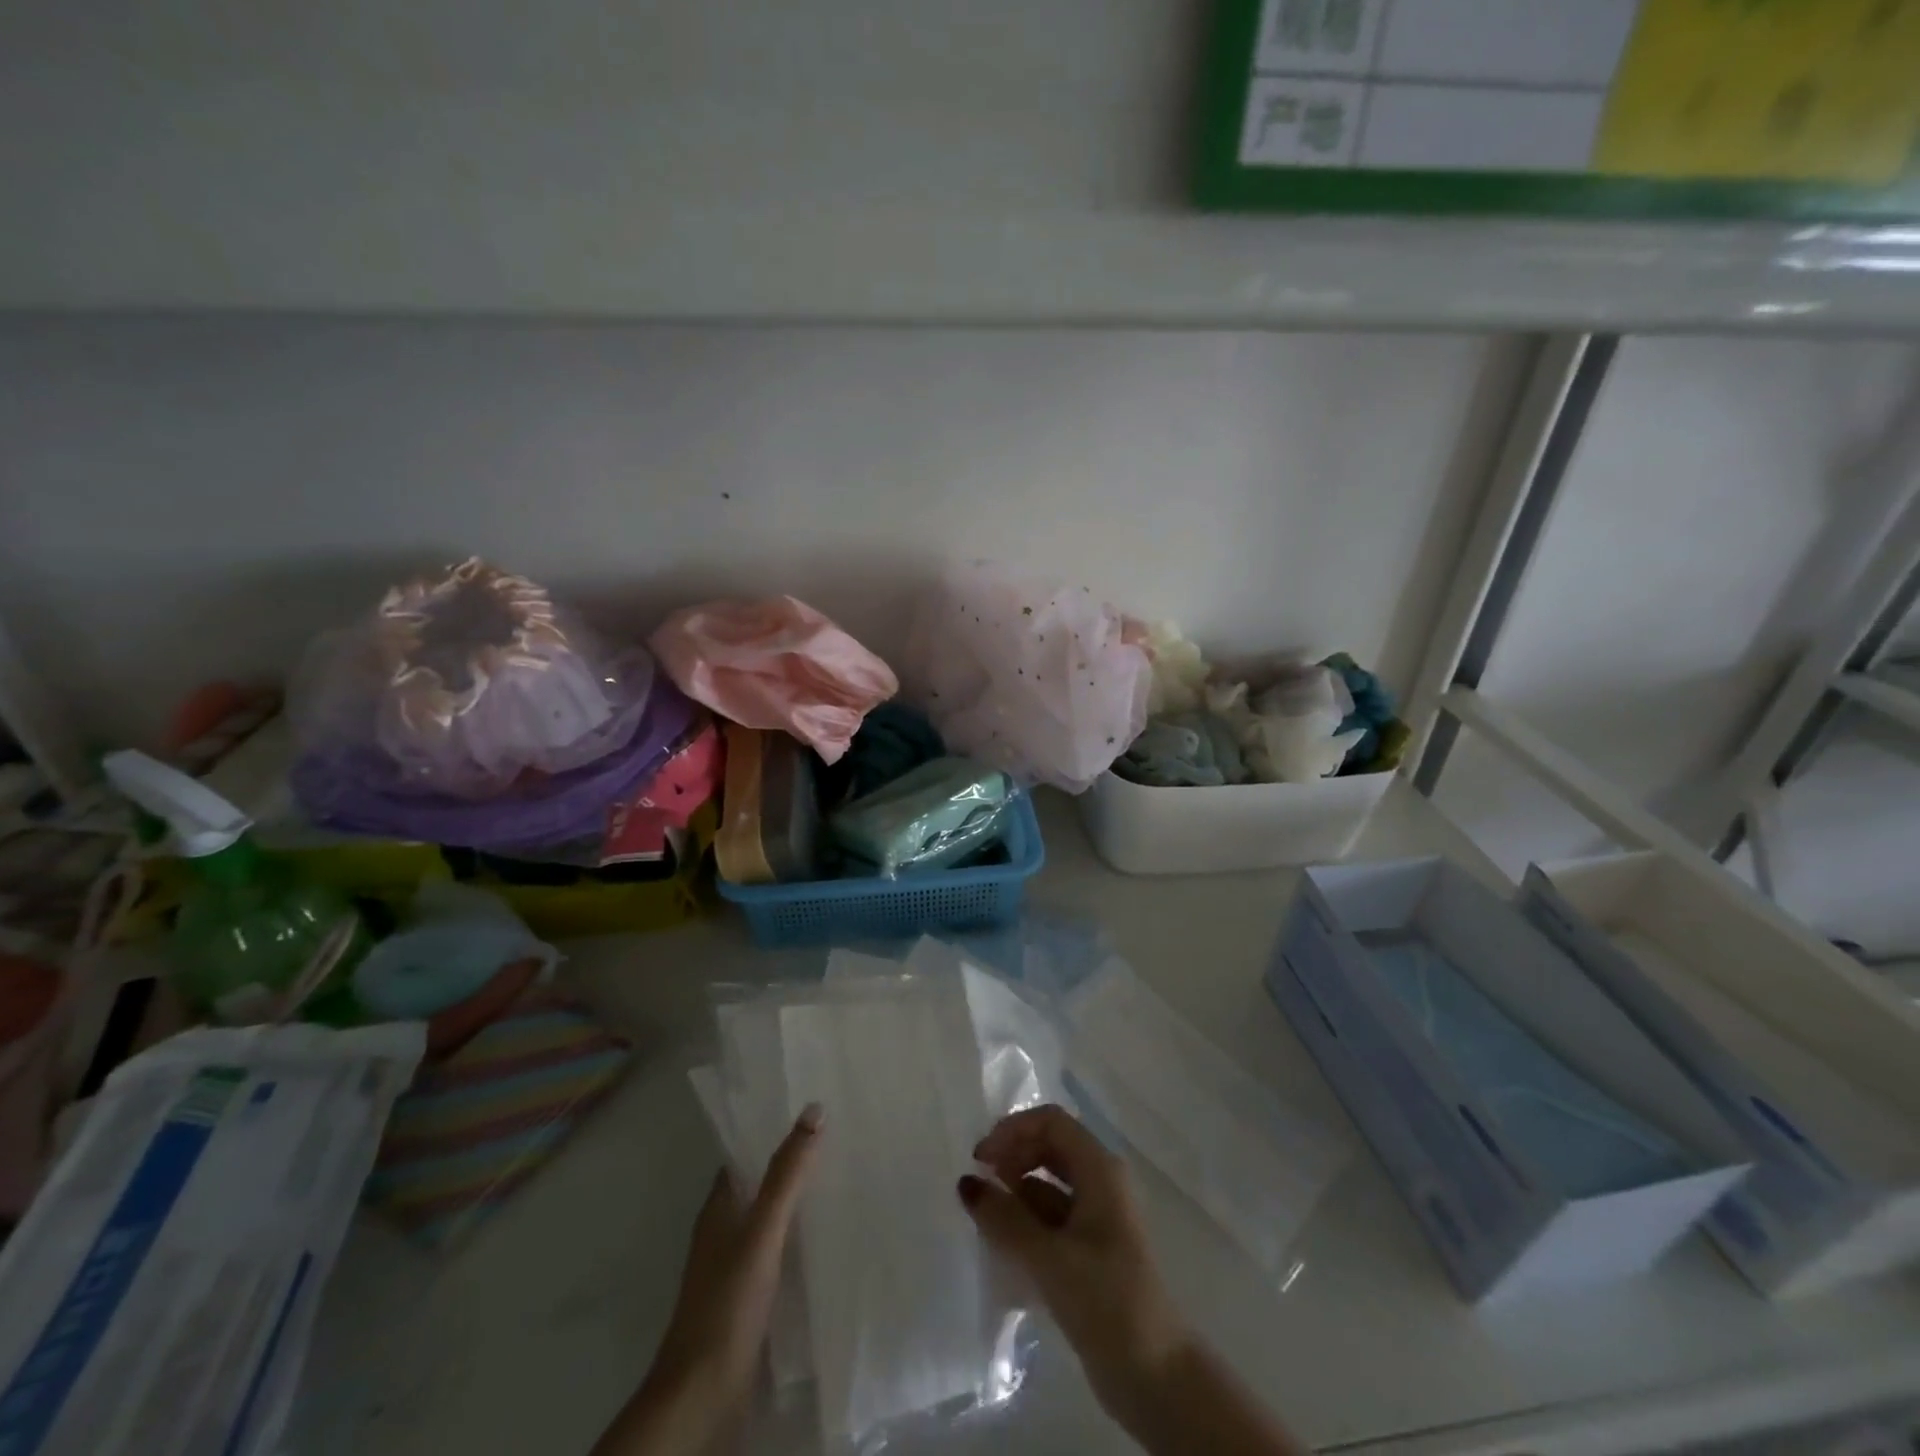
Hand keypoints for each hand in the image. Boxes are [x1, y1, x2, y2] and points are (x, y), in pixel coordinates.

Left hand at [593, 1105, 821, 1455]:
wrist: (703, 1398)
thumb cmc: (727, 1304)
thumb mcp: (762, 1231)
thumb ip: (786, 1174)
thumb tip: (814, 1109)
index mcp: (718, 1210)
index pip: (744, 1156)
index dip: (772, 1132)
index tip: (812, 1110)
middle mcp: (722, 1234)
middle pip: (759, 1187)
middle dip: (792, 1166)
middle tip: (840, 1139)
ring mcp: (734, 1270)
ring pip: (770, 1222)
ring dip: (798, 1204)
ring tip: (844, 1181)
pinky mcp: (749, 1302)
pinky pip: (778, 1255)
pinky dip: (799, 1241)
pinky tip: (829, 1241)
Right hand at [957, 1105, 1188, 1405]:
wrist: (1156, 1377)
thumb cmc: (1106, 1300)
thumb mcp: (1049, 1257)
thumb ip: (1004, 1218)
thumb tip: (966, 1183)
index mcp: (1100, 1169)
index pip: (1051, 1122)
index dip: (1013, 1130)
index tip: (981, 1159)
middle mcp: (1101, 1182)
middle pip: (1050, 1147)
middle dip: (1013, 1157)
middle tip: (980, 1185)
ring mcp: (1098, 1217)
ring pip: (1050, 1184)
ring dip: (1017, 1191)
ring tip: (986, 1218)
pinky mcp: (1091, 1250)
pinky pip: (1053, 1217)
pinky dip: (1027, 1221)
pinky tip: (1004, 1245)